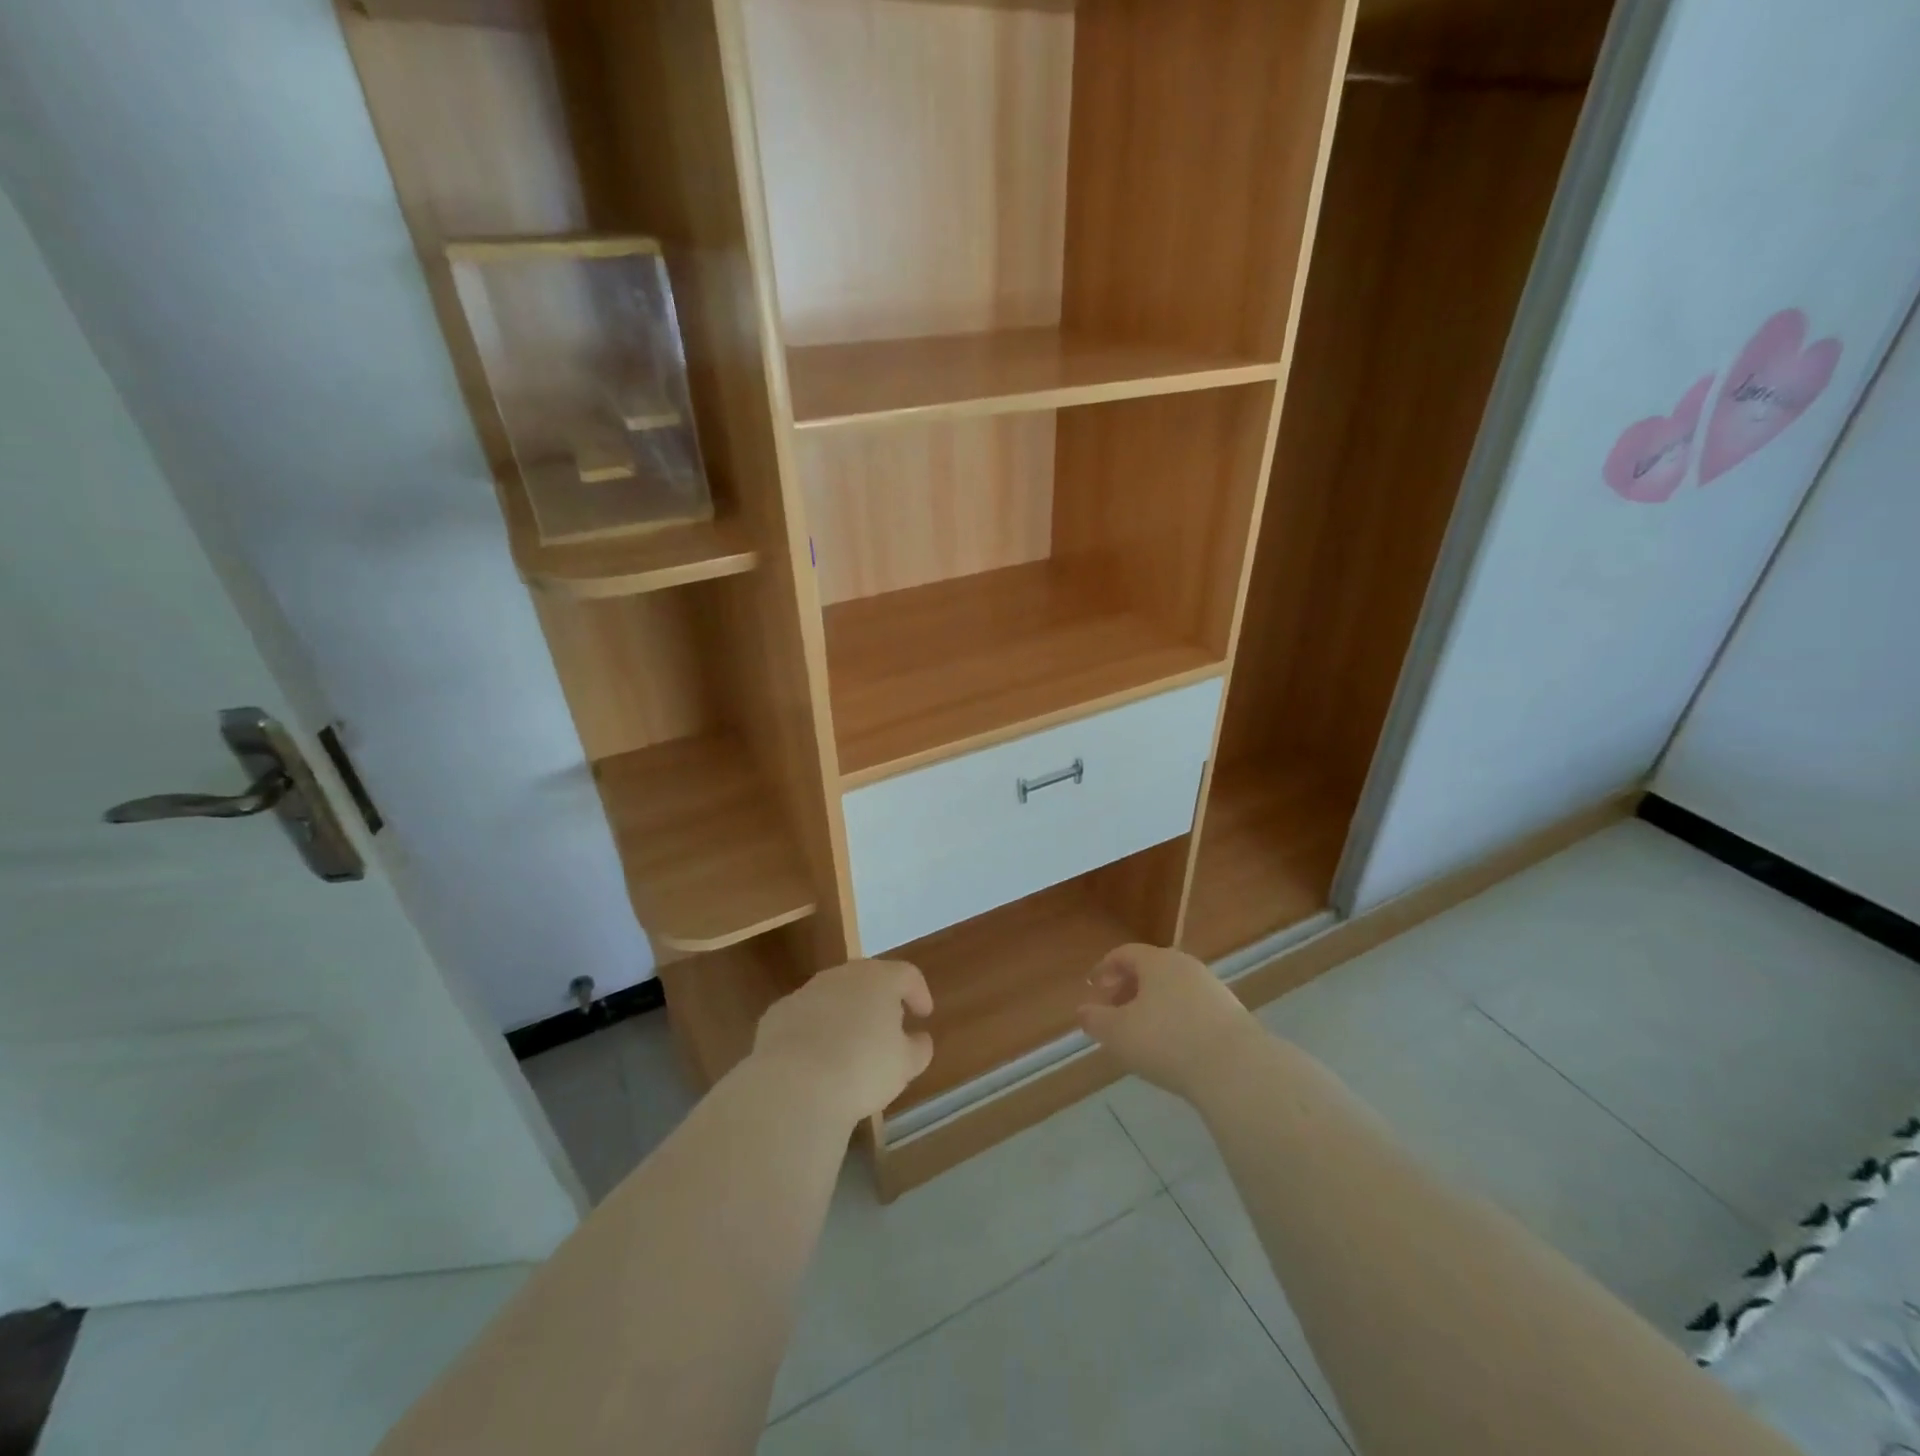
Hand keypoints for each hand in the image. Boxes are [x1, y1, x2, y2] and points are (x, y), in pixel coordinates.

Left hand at [751, 959, 934, 1126]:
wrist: (794, 1085)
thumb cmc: (862, 1069)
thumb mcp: (904, 1065)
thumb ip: (918, 1048)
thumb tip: (919, 1039)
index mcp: (879, 979)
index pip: (907, 975)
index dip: (918, 992)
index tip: (923, 1014)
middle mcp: (842, 976)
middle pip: (867, 979)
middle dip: (879, 1000)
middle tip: (888, 1027)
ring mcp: (805, 992)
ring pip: (833, 996)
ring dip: (845, 1014)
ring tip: (850, 1046)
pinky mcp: (777, 1014)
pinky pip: (804, 1017)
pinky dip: (814, 1030)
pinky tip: (815, 1059)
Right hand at [1078, 943, 1264, 1101]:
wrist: (1236, 1068)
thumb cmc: (1167, 1042)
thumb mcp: (1118, 1034)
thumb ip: (1096, 1020)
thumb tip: (1082, 1010)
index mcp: (1156, 962)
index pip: (1124, 954)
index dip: (1105, 968)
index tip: (1093, 986)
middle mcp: (1185, 966)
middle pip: (1150, 969)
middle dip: (1128, 987)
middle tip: (1114, 1009)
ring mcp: (1212, 988)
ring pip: (1173, 988)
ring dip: (1153, 1004)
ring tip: (1142, 1032)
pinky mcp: (1231, 1013)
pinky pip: (1193, 1007)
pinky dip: (1176, 1018)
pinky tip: (1173, 1045)